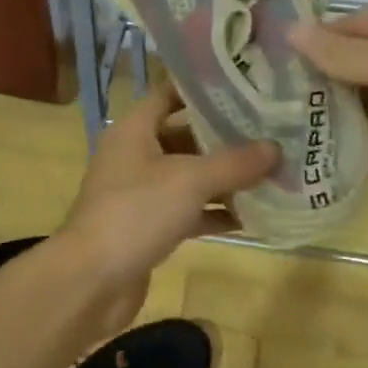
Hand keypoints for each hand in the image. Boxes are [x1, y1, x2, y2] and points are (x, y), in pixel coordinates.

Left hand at [56, 82, 278, 323]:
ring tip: (272, 172)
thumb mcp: (190, 180)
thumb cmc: (136, 212)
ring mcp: (141, 194)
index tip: (245, 87)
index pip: (169, 94)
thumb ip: (234, 163)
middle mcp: (135, 156)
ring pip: (189, 177)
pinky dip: (215, 213)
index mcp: (134, 130)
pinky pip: (188, 212)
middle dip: (225, 137)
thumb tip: (275, 148)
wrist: (91, 281)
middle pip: (185, 136)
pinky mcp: (149, 227)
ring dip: (225, 178)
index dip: (204, 89)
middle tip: (270, 132)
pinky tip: (253, 217)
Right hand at [288, 0, 367, 188]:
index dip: (311, 45)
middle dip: (326, 85)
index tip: (271, 69)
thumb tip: (289, 32)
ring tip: (307, 140)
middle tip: (280, 113)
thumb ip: (344, 53)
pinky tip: (358, 164)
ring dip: (354, 117)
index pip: (346, 28)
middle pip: (363, 64)